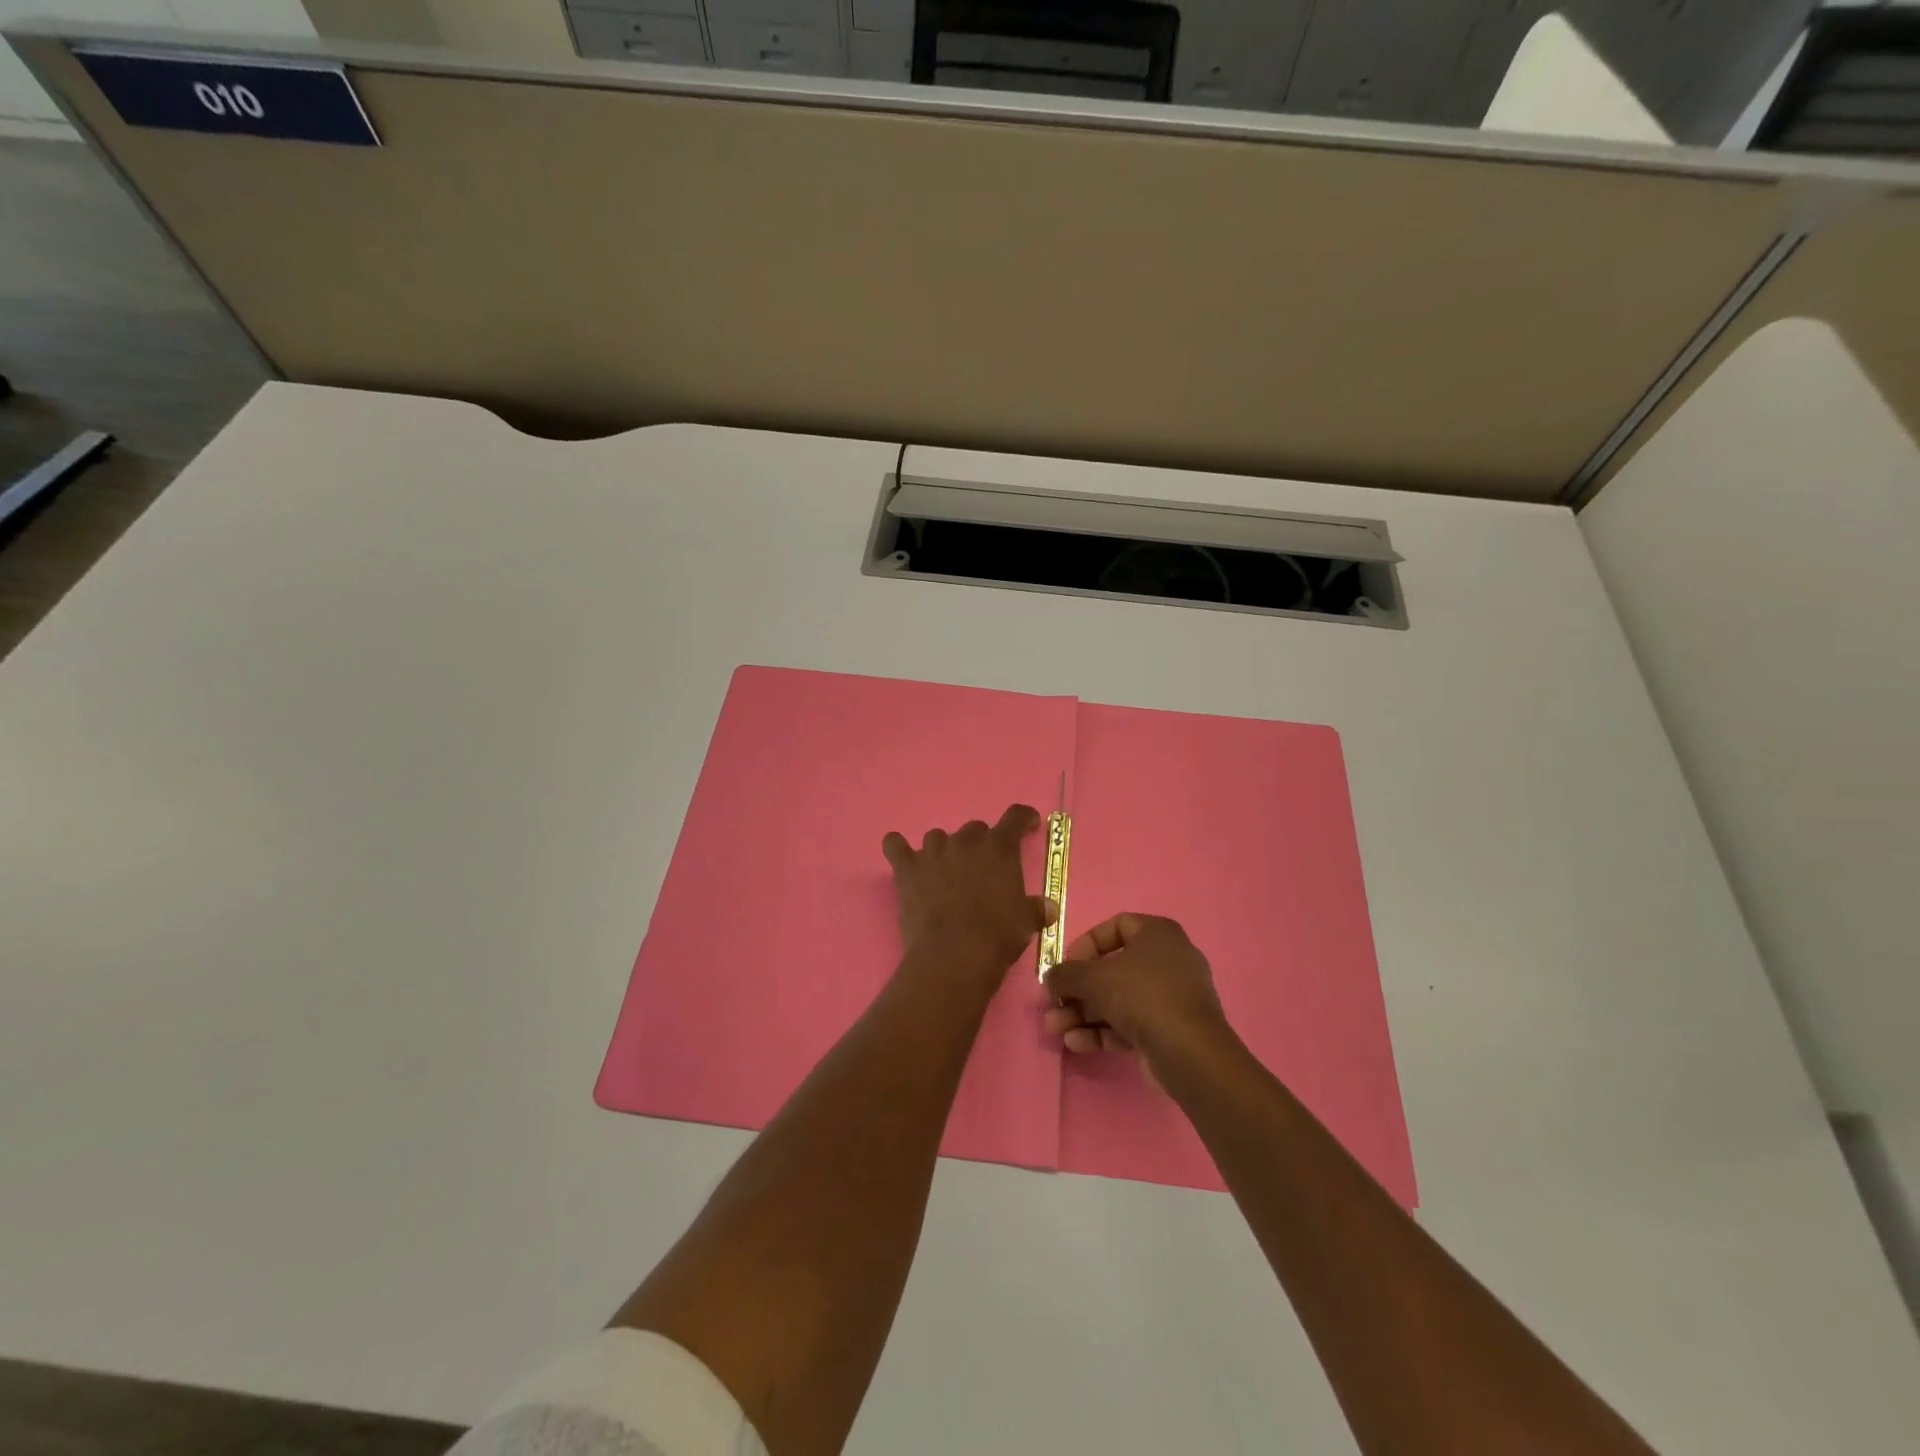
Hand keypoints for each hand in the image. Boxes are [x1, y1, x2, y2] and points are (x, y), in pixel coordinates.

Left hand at [882, 805, 1052, 976]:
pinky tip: (900, 854)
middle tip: (982, 869)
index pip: (1016, 817)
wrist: (955, 955)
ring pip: (937, 836)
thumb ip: (1037, 909)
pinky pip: (895, 845)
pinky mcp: (907, 869)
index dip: (1024, 819)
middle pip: (975, 829)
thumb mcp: (1027, 922)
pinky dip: (897, 848)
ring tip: (945, 871)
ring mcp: (933, 852)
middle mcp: (966, 841)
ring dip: (944, 849)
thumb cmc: (998, 935)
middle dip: (980, 845)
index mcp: (1000, 847)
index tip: (1028, 826)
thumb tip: (1048, 908)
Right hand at [1043, 914, 1230, 1067]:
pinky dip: (1103, 1030)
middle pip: (1112, 969)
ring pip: (1118, 999)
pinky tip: (1075, 1043)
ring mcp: (1171, 997)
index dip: (1086, 944)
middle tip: (1052, 1004)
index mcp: (1157, 934)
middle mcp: (1167, 960)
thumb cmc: (1141, 996)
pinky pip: (1130, 1022)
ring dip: (1083, 1013)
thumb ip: (1066, 974)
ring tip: (1055, 1029)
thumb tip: (1050, 978)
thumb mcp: (1093, 978)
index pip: (1115, 926)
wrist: (1189, 1053)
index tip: (1066, 965)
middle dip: (1077, 989)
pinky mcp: (1169, 1029)